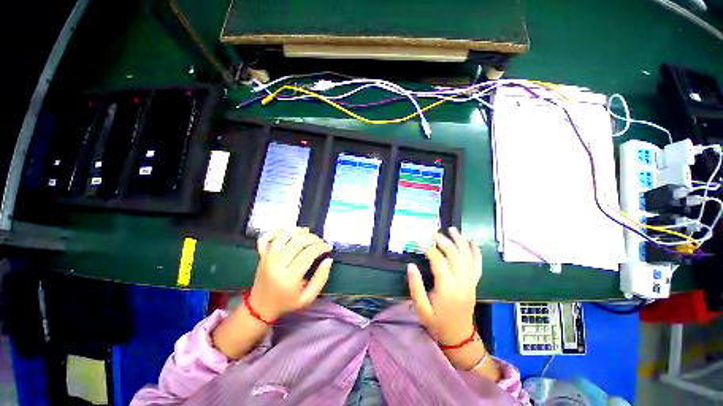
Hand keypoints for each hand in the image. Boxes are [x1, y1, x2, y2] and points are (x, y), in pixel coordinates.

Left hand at [249, 228, 332, 320]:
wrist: (260, 307)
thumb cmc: (286, 303)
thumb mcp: (308, 298)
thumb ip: (321, 279)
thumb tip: (328, 260)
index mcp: (288, 278)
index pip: (308, 253)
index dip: (321, 247)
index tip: (328, 247)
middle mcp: (277, 264)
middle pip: (298, 241)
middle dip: (314, 238)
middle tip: (321, 242)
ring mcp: (268, 257)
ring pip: (285, 235)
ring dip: (300, 231)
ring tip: (309, 235)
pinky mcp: (262, 254)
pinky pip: (269, 236)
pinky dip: (280, 230)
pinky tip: (290, 232)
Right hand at [407, 227, 481, 345]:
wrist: (459, 336)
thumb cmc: (437, 322)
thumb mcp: (421, 308)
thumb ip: (415, 286)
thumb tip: (410, 265)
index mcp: (447, 289)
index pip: (439, 262)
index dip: (428, 249)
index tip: (418, 241)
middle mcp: (462, 283)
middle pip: (455, 256)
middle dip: (444, 241)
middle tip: (432, 233)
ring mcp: (471, 282)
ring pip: (467, 257)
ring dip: (460, 241)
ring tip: (452, 229)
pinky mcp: (474, 283)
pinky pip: (478, 265)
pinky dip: (476, 252)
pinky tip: (472, 242)